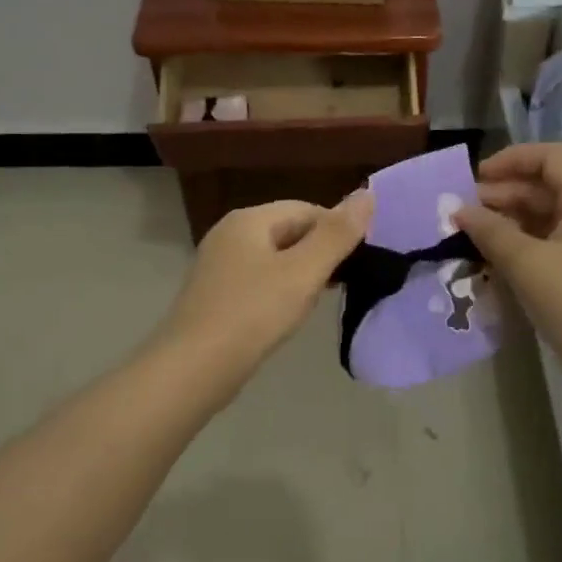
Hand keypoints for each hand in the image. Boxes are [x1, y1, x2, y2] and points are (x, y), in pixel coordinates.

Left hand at [159, 193, 373, 373]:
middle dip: (319, 254)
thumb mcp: (303, 272)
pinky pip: (258, 281)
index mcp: (248, 219)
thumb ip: (336, 234)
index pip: (306, 209)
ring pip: (274, 258)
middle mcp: (229, 234)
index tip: (358, 261)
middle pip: (288, 231)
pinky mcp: (215, 294)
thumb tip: (367, 194)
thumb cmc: (253, 313)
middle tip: (343, 284)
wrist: (194, 368)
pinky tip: (288, 315)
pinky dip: (279, 292)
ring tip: (318, 301)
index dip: (336, 231)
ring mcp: (218, 265)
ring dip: (301, 275)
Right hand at [452, 144, 561, 381]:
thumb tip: (458, 210)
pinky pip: (549, 243)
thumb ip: (490, 231)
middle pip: (546, 186)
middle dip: (502, 193)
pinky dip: (520, 244)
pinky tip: (492, 258)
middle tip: (462, 212)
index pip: (550, 157)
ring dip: (507, 220)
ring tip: (470, 235)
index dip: (511, 159)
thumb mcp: (527, 263)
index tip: (474, 178)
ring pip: (545, 216)